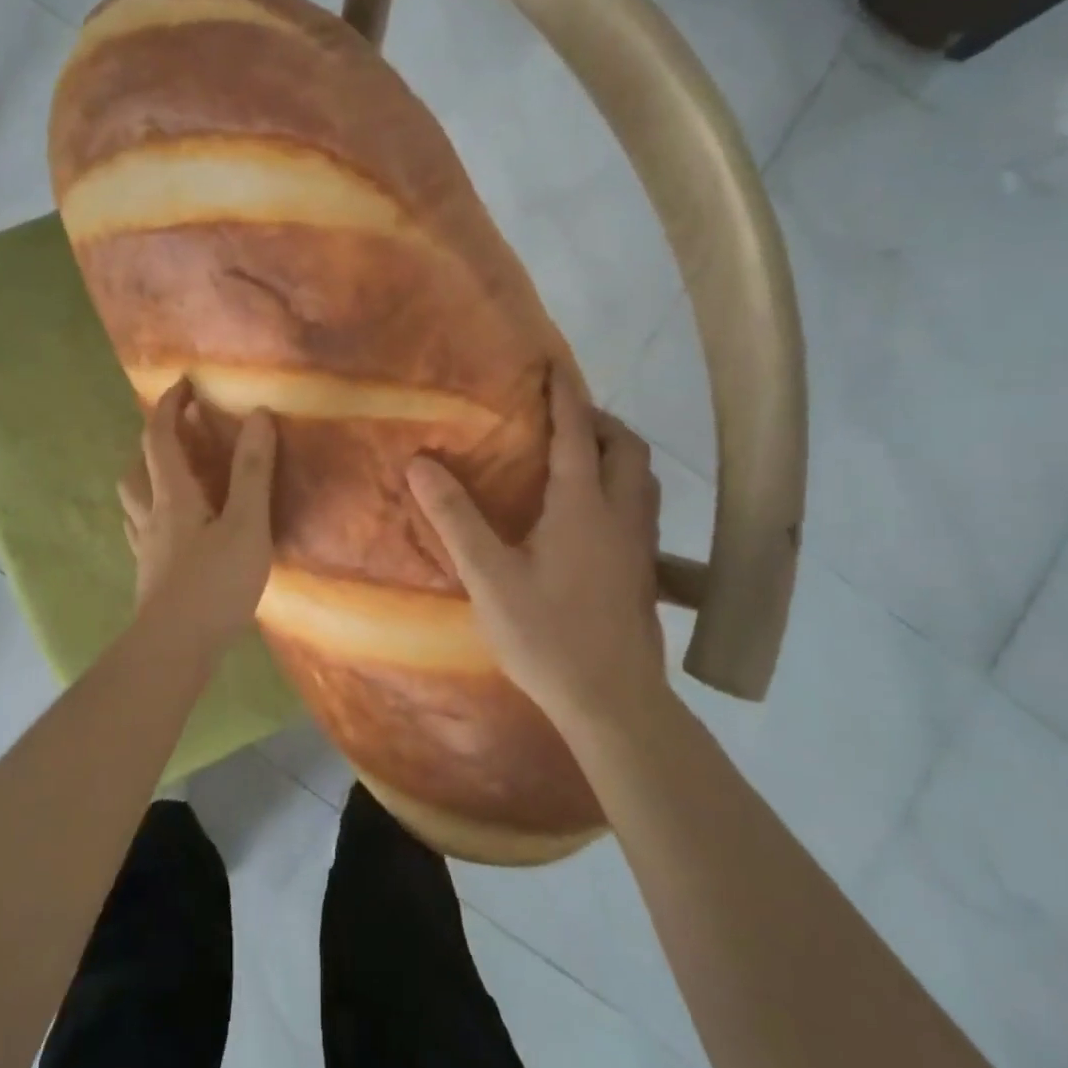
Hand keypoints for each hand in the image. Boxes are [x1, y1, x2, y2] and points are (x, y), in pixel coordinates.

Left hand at [118, 378, 276, 642]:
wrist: (173, 651)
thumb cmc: (213, 585)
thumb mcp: (245, 525)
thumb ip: (252, 472)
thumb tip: (256, 415)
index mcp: (173, 497)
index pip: (160, 439)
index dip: (169, 407)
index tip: (183, 385)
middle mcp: (152, 517)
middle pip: (136, 470)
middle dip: (153, 444)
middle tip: (180, 435)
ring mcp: (147, 550)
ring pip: (134, 503)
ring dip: (148, 479)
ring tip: (176, 478)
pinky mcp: (151, 577)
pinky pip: (145, 532)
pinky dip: (155, 517)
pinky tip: (175, 532)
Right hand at [407, 366, 664, 724]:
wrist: (612, 701)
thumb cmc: (547, 635)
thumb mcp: (489, 577)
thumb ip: (456, 518)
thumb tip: (422, 464)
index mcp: (583, 505)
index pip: (577, 433)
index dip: (565, 396)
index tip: (553, 366)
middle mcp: (621, 514)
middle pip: (626, 447)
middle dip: (598, 421)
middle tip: (561, 420)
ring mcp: (640, 544)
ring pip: (642, 477)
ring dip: (616, 452)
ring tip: (580, 456)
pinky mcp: (645, 571)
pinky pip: (641, 505)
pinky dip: (622, 485)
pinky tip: (594, 512)